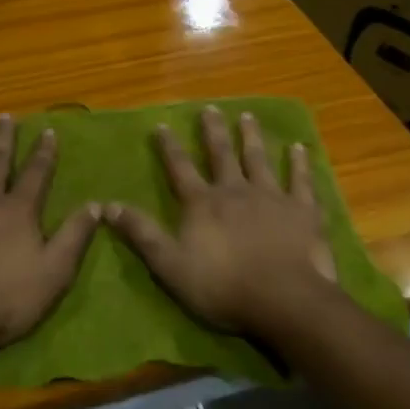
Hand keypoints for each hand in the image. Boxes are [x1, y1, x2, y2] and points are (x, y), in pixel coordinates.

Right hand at [106, 106, 335, 338]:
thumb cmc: (222, 286)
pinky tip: (299, 148)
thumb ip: (141, 233)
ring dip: (252, 137)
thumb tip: (107, 205)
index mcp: (202, 204)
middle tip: (210, 108)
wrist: (283, 299)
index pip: (180, 169)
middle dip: (213, 131)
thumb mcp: (170, 265)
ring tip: (247, 116)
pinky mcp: (302, 210)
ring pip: (259, 159)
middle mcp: (235, 190)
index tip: (162, 125)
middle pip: (222, 154)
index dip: (169, 147)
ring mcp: (271, 197)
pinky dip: (299, 163)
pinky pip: (300, 180)